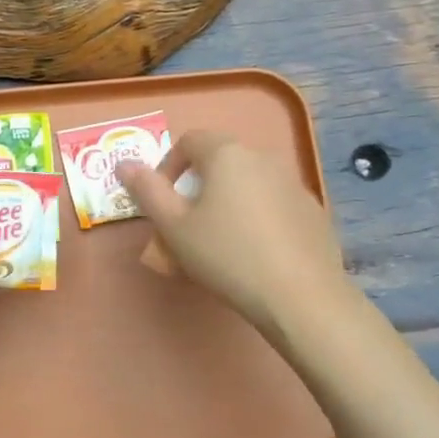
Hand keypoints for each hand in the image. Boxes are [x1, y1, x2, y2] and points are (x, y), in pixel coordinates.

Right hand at [119, 131, 347, 341]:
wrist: (300, 297)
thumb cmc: (226, 255)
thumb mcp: (174, 227)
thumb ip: (147, 191)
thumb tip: (124, 164)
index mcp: (227, 154)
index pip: (189, 140)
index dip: (168, 166)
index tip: (163, 202)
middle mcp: (263, 157)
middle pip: (220, 161)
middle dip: (197, 188)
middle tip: (186, 227)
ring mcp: (294, 183)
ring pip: (248, 183)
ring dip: (227, 203)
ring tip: (220, 244)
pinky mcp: (313, 211)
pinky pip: (274, 204)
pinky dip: (257, 218)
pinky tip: (256, 254)